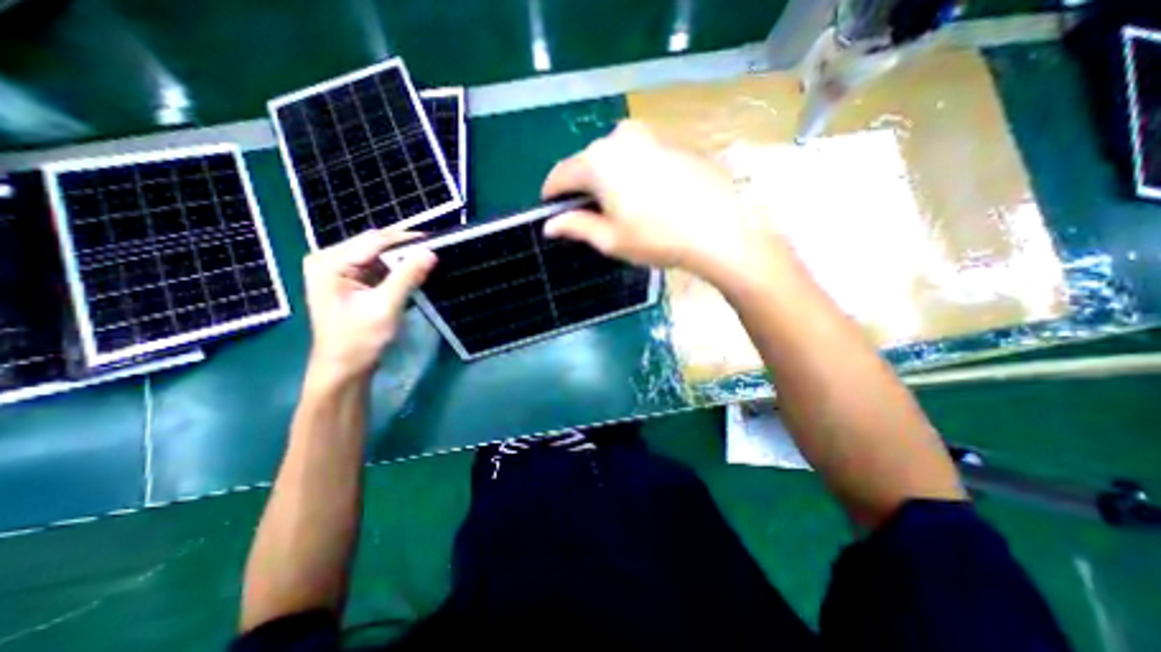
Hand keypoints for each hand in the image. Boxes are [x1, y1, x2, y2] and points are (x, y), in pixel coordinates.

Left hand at [300, 229, 437, 380]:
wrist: (344, 368)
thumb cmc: (359, 340)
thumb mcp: (386, 306)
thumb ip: (407, 277)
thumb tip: (430, 252)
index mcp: (330, 262)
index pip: (374, 240)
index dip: (406, 239)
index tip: (436, 240)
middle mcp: (330, 259)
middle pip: (375, 245)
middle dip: (405, 249)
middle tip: (435, 252)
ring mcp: (338, 270)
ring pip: (379, 255)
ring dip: (403, 259)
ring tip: (429, 261)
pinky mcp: (349, 281)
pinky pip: (378, 267)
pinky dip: (397, 270)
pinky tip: (414, 274)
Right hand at [541, 120, 782, 286]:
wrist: (720, 228)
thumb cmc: (657, 238)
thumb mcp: (610, 239)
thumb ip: (575, 227)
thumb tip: (550, 225)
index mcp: (598, 161)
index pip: (560, 175)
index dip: (552, 195)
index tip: (552, 212)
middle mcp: (620, 138)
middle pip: (587, 164)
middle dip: (584, 190)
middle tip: (593, 218)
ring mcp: (649, 135)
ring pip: (614, 159)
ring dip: (609, 181)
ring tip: (623, 211)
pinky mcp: (671, 140)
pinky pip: (638, 156)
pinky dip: (632, 174)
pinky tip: (649, 199)